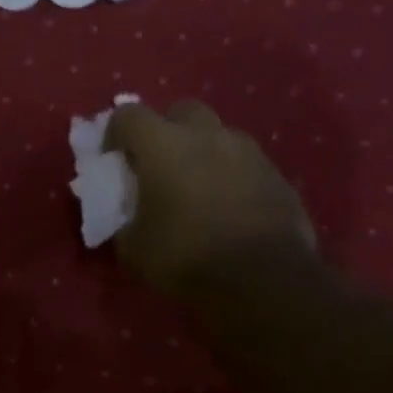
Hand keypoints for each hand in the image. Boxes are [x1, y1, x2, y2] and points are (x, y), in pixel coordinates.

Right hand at [105, 100, 318, 302]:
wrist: (266, 282)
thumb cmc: (187, 258)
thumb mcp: (133, 248)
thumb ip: (124, 219)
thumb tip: (128, 216)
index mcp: (163, 145)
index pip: (128, 114)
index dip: (115, 134)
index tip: (115, 161)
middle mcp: (206, 135)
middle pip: (180, 111)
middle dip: (166, 130)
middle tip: (160, 166)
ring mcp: (248, 152)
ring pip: (218, 134)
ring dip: (203, 151)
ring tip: (198, 188)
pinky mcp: (277, 175)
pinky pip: (246, 163)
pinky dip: (232, 175)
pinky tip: (229, 208)